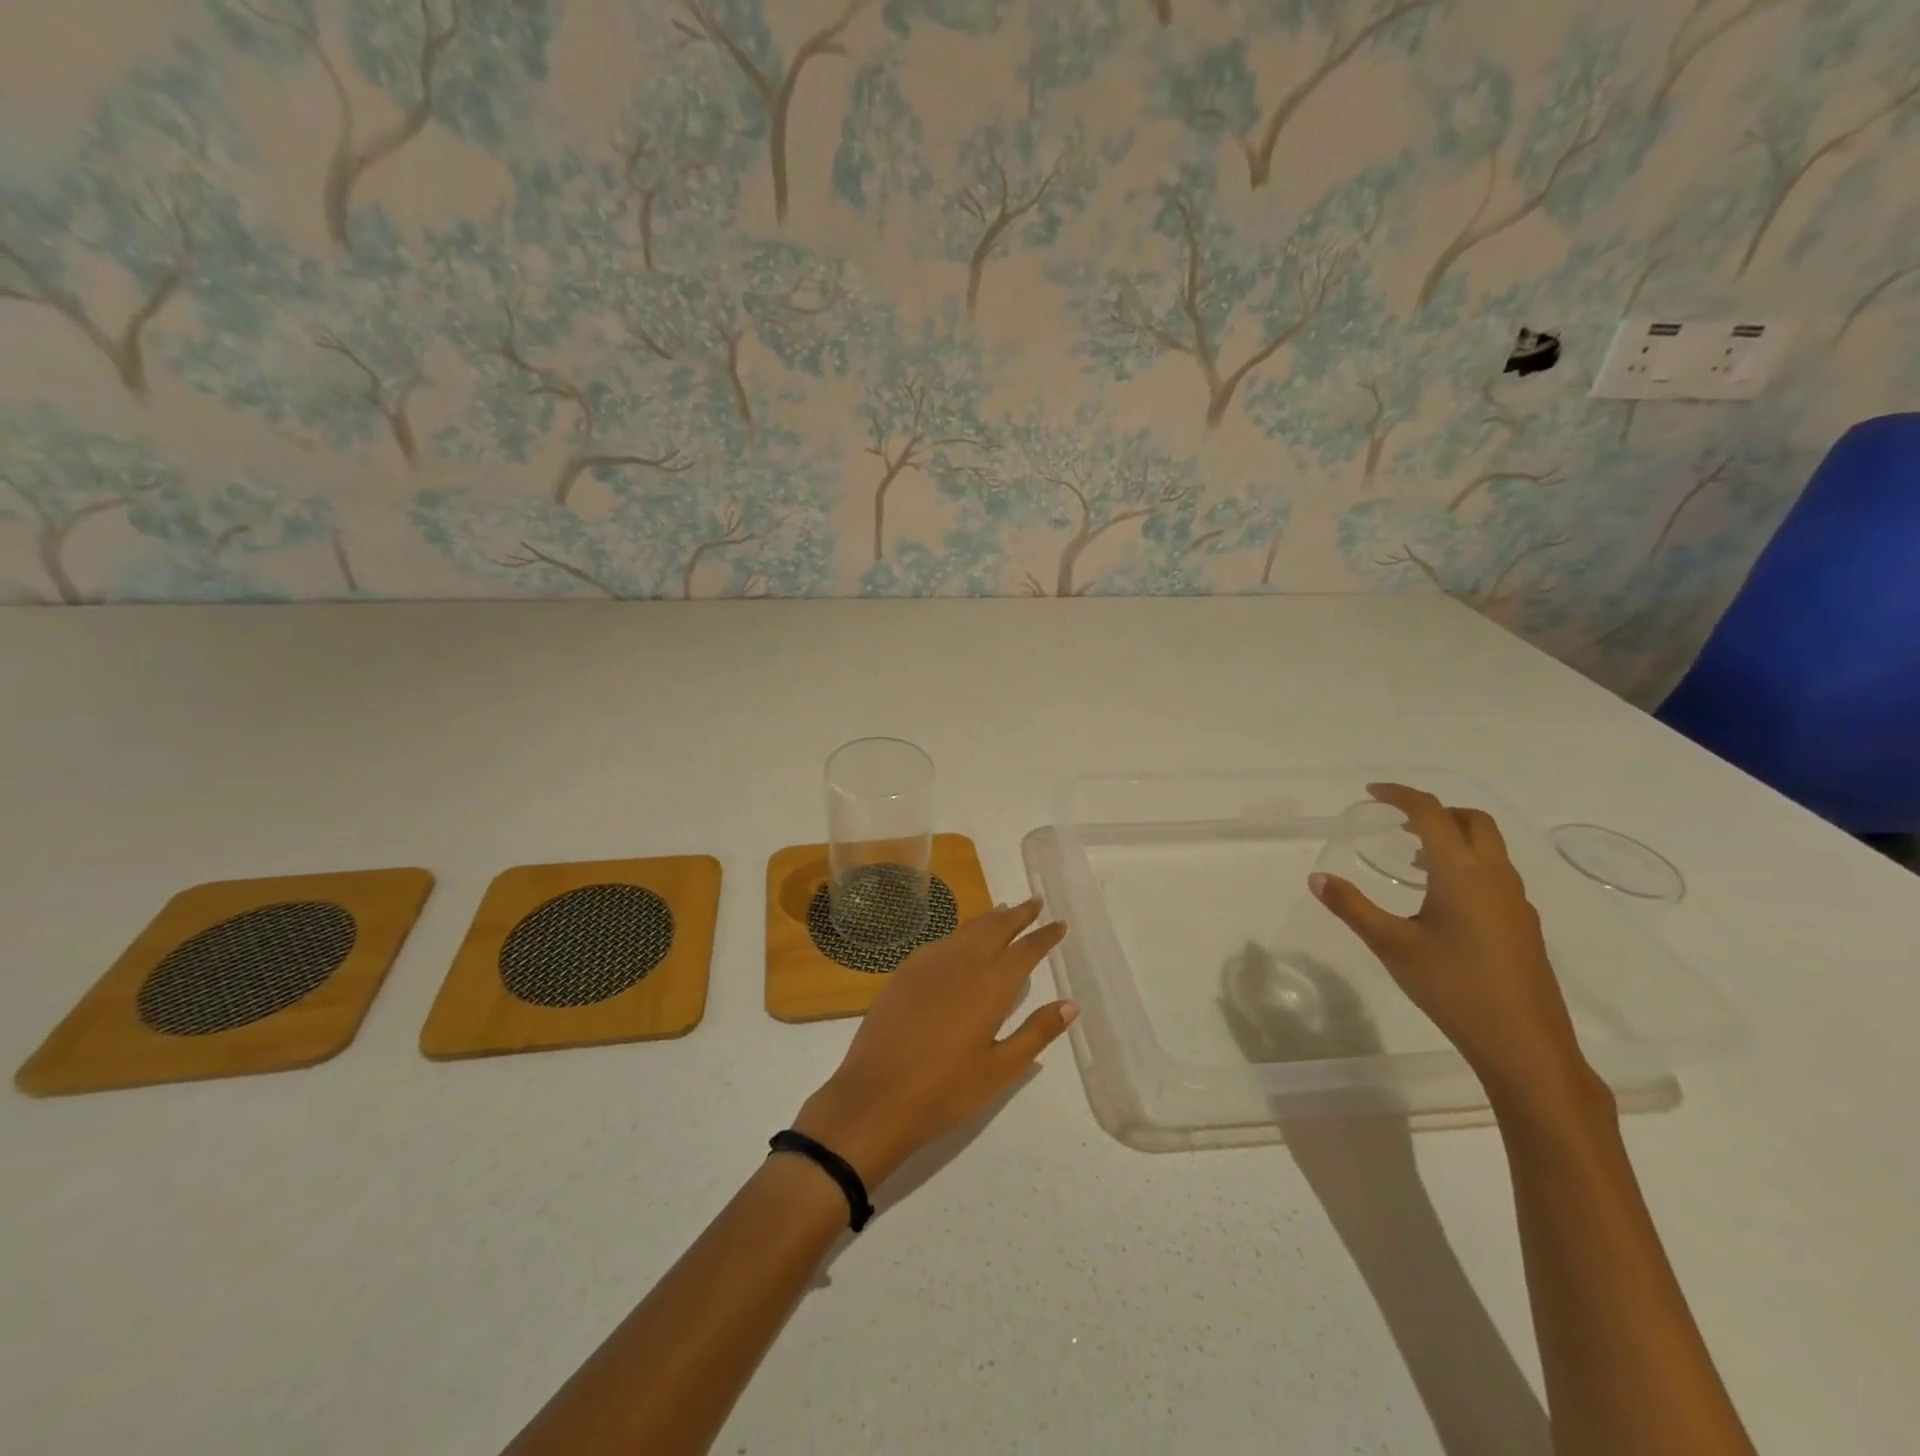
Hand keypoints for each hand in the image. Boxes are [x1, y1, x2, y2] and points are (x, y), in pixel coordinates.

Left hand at [792, 900, 1074, 1186]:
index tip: (1059, 923)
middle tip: (1034, 902)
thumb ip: (1036, 1032)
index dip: (1045, 935)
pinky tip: (959, 942)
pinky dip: (959, 934)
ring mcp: (929, 964)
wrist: (876, 1097)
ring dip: (988, 919)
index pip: (1026, 950)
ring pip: (966, 930)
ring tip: (1002, 912)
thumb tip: (1070, 1004)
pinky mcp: (904, 973)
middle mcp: (963, 964)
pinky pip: (940, 942)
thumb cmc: (946, 1091)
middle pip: (995, 927)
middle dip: (1018, 914)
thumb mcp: (1000, 1070)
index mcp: (992, 986)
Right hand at [1310, 783, 1596, 1103]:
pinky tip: (1441, 898)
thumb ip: (1352, 907)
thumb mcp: (1391, 945)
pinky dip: (1466, 863)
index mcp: (1461, 872)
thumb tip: (1317, 878)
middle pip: (1471, 820)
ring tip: (1412, 856)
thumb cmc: (1454, 988)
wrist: (1526, 1045)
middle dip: (1434, 810)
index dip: (1401, 795)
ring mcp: (1515, 900)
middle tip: (1397, 821)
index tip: (1372, 793)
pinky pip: (1494, 872)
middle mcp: (1494, 876)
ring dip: (1452, 836)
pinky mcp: (1523, 923)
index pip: (1431, 813)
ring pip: (1488, 846)